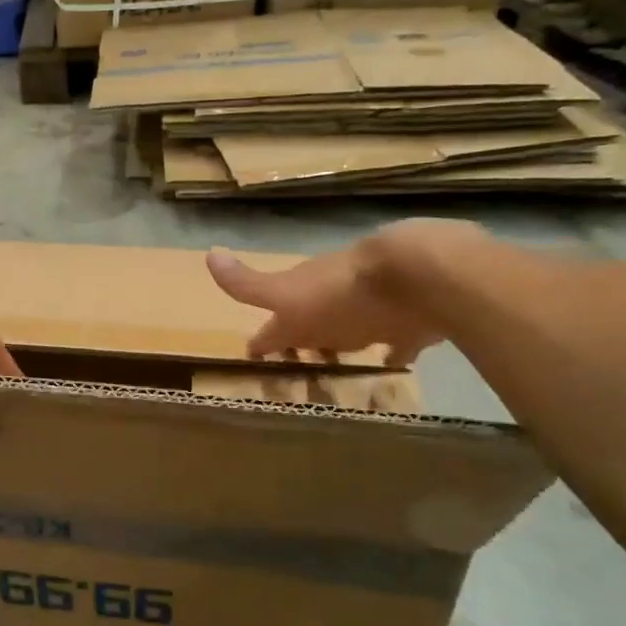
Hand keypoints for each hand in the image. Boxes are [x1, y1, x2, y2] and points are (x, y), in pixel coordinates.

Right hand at [207, 222, 474, 366]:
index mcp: (303, 296)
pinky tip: (391, 365)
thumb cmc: (342, 294)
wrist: (417, 276)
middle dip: (306, 343)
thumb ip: (247, 283)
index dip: (263, 341)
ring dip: (344, 346)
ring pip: (353, 331)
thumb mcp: (285, 295)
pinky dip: (392, 353)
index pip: (274, 320)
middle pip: (314, 323)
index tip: (253, 358)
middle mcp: (335, 298)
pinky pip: (398, 341)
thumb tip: (208, 253)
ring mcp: (374, 308)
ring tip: (338, 371)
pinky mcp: (411, 321)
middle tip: (300, 371)